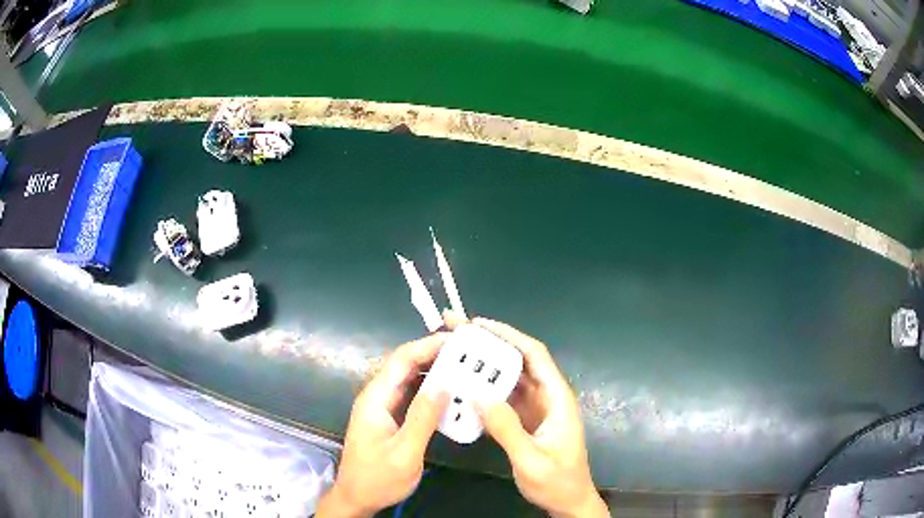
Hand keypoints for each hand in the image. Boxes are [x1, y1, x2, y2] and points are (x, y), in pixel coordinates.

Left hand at [316, 334, 448, 517]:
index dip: (427, 345)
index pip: (401, 360)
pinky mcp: (390, 418)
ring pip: (409, 379)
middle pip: (405, 365)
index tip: (457, 341)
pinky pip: (412, 395)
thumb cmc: (378, 478)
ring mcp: (383, 407)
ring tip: (465, 367)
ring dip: (434, 371)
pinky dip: (431, 390)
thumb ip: (422, 418)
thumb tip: (443, 384)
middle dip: (434, 354)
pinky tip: (451, 393)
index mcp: (375, 398)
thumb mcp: (404, 452)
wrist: (357, 498)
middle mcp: (377, 396)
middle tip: (468, 353)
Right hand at [472, 318, 608, 517]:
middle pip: (518, 361)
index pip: (534, 355)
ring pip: (509, 377)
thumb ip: (508, 429)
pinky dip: (484, 389)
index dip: (508, 335)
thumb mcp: (532, 460)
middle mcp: (547, 396)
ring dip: (484, 365)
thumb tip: (479, 395)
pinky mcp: (525, 420)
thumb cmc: (557, 482)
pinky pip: (503, 397)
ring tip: (454, 354)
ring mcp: (535, 408)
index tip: (478, 324)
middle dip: (489, 344)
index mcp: (557, 398)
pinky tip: (463, 387)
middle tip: (456, 332)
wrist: (568, 502)